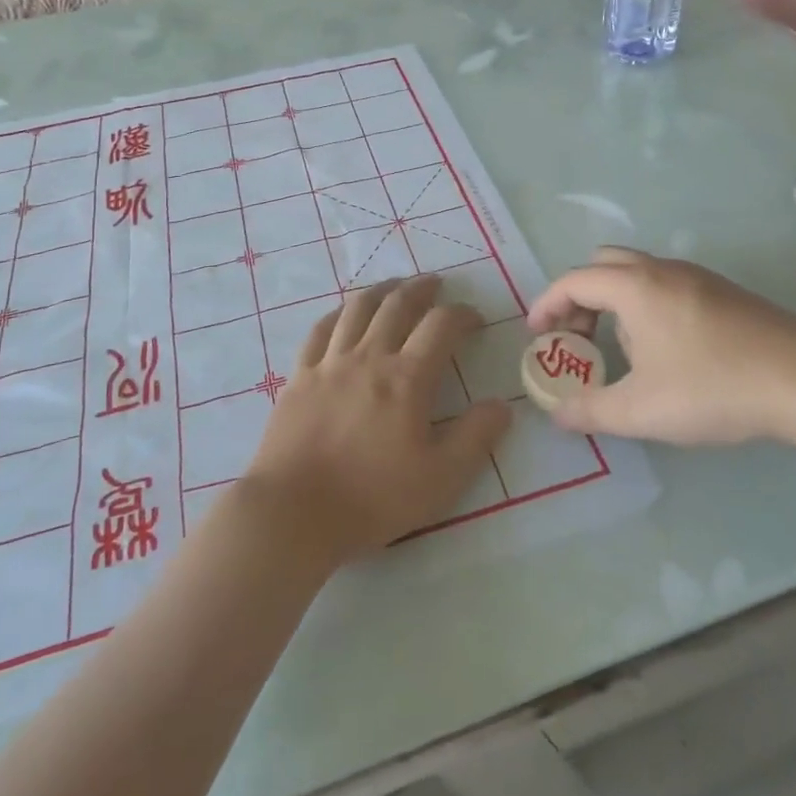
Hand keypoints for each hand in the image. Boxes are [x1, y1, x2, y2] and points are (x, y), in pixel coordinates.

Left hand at [242, 276, 512, 563]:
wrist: (294, 511)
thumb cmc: (372, 498)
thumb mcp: (441, 479)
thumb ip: (475, 438)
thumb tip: (502, 405)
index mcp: (406, 378)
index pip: (441, 325)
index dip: (462, 314)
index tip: (474, 320)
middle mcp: (369, 356)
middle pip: (397, 304)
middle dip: (421, 289)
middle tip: (435, 284)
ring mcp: (330, 362)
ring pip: (358, 308)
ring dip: (381, 290)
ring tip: (395, 285)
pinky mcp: (300, 375)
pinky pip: (320, 329)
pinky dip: (338, 313)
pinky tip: (344, 314)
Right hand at [527, 247, 795, 445]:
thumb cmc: (713, 388)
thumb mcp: (641, 410)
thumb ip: (590, 411)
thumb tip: (557, 415)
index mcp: (634, 287)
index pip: (574, 281)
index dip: (547, 305)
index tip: (537, 335)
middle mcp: (661, 270)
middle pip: (603, 265)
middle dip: (580, 297)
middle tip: (577, 338)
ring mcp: (696, 277)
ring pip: (637, 273)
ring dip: (614, 302)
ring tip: (621, 351)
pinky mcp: (723, 291)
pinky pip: (665, 284)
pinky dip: (644, 305)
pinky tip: (665, 351)